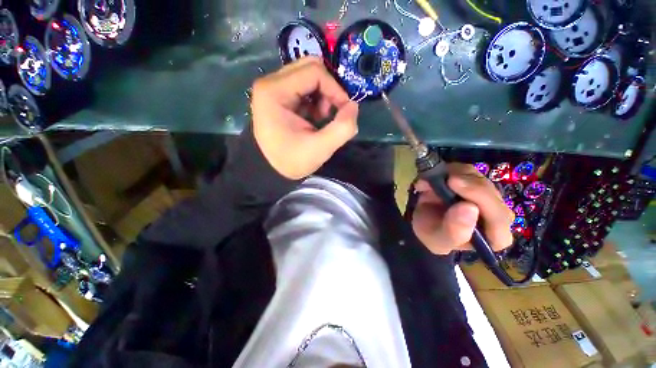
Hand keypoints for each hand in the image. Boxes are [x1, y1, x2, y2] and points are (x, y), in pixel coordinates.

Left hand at [251, 57, 358, 179]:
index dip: (336, 89)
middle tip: (331, 113)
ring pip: (309, 75)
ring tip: (321, 118)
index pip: (315, 72)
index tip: (344, 111)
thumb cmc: (292, 160)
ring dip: (323, 95)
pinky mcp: (278, 94)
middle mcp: (270, 82)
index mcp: (274, 91)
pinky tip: (314, 117)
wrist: (272, 170)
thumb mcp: (320, 149)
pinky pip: (304, 86)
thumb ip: (343, 128)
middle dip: (329, 90)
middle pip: (311, 68)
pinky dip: (316, 99)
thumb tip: (353, 106)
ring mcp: (273, 87)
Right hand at [412, 163, 514, 254]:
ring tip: (429, 183)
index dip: (480, 198)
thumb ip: (454, 231)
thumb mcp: (438, 239)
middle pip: (489, 192)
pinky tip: (432, 179)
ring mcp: (487, 194)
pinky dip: (446, 170)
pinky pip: (465, 169)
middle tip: (440, 179)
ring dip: (452, 175)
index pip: (499, 217)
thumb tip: (469, 208)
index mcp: (496, 236)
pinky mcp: (475, 180)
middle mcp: (497, 213)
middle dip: (464, 183)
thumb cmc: (433, 234)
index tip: (453, 184)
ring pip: (477, 177)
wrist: (424, 220)